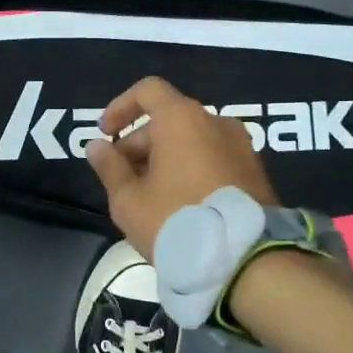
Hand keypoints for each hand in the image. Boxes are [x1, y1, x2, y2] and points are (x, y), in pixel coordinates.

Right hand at [86, 76, 278, 256]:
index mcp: (182, 119)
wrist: (246, 261)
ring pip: (191, 141)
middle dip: (139, 144)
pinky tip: (179, 205)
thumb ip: (109, 168)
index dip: (120, 107)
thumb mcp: (128, 200)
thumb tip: (96, 146)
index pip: (148, 90)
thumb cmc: (177, 221)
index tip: (105, 134)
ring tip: (148, 198)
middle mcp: (215, 122)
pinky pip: (212, 158)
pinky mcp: (255, 172)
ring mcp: (241, 146)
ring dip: (164, 159)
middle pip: (168, 119)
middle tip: (121, 181)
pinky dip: (190, 170)